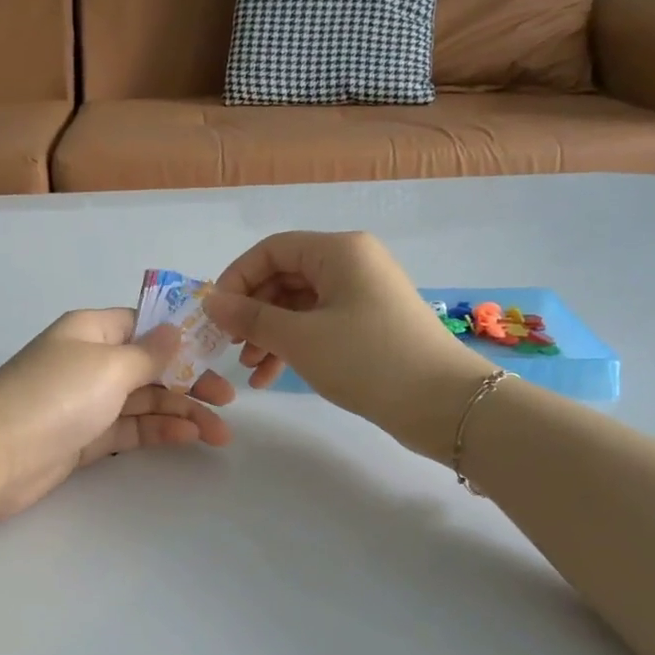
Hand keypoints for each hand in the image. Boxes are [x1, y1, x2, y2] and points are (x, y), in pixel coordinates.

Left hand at [0, 308, 234, 523]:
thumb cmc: (53, 397)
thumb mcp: (108, 366)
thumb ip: (149, 353)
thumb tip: (176, 329)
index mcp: (91, 330)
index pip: (144, 324)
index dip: (182, 335)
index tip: (220, 349)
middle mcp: (89, 361)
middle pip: (149, 365)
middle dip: (190, 380)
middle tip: (228, 400)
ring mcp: (85, 402)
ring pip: (143, 400)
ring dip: (181, 411)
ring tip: (219, 433)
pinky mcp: (82, 439)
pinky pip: (128, 428)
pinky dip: (157, 430)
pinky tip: (188, 437)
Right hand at [205, 231, 490, 455]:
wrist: (443, 404)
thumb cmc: (367, 359)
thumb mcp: (300, 338)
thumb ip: (250, 317)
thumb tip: (211, 302)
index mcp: (338, 251)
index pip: (272, 250)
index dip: (238, 278)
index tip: (216, 315)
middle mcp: (352, 263)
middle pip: (285, 276)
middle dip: (253, 311)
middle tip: (230, 344)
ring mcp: (362, 294)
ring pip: (300, 305)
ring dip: (270, 334)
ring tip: (249, 368)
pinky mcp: (369, 324)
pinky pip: (319, 324)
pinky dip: (294, 346)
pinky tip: (271, 376)